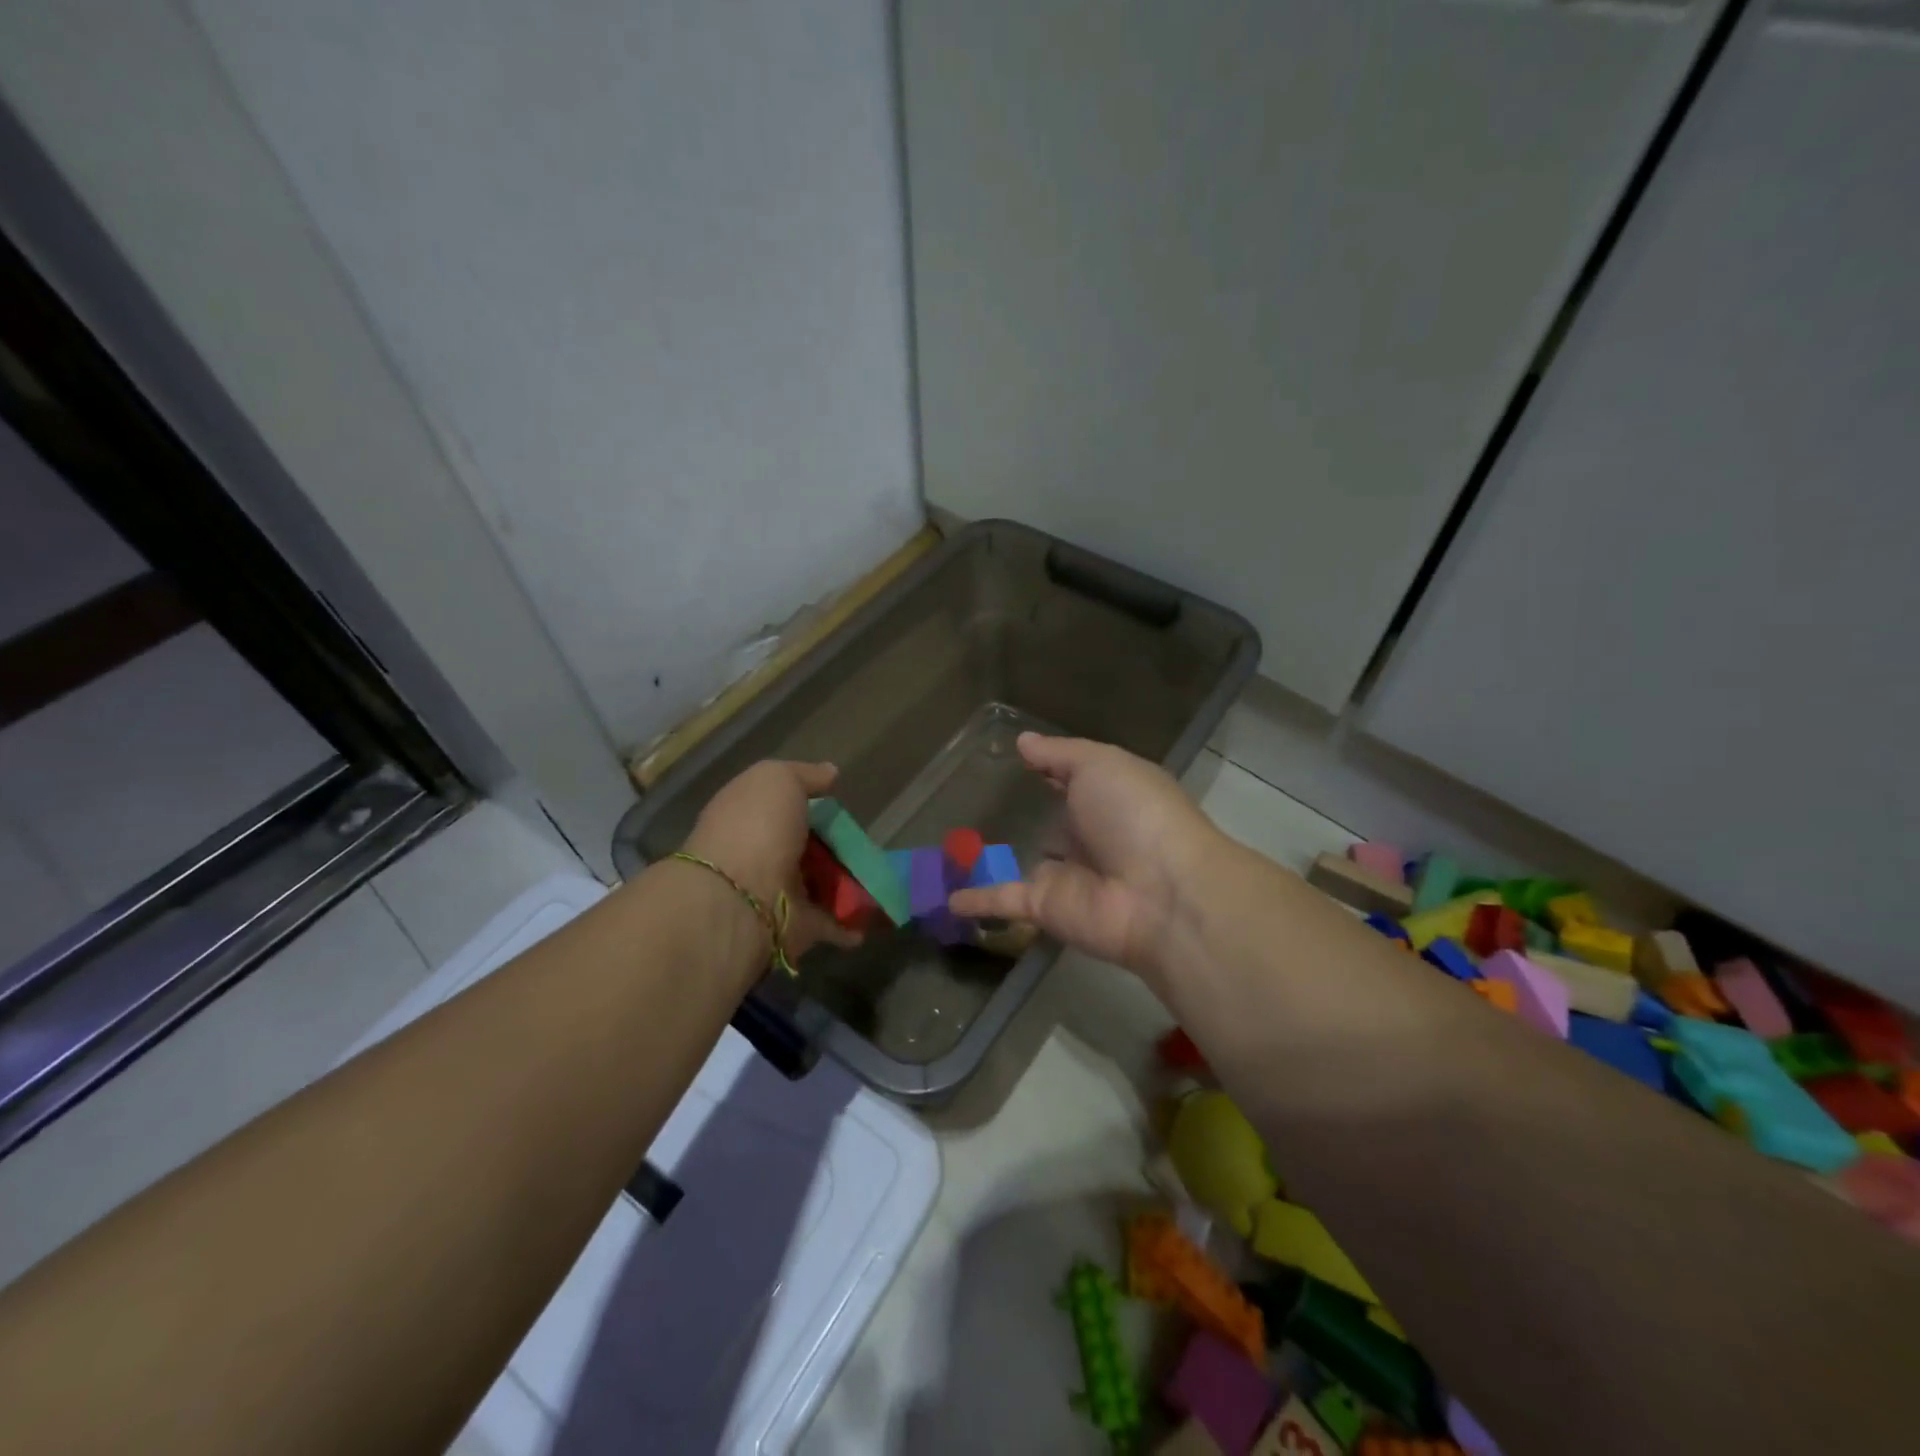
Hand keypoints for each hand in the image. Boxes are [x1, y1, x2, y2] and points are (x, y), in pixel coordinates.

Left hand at [682, 761, 860, 964]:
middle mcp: (762, 854)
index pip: (783, 806)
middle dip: (837, 846)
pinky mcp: (798, 927)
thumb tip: (829, 773)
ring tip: (884, 874)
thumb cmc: (756, 828)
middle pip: (808, 847)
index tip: (839, 802)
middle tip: (868, 841)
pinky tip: (878, 911)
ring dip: (851, 882)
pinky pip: (832, 922)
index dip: (811, 803)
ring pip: (822, 884)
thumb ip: (805, 775)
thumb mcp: (777, 780)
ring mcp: (779, 892)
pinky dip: (854, 921)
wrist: (739, 899)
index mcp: (750, 817)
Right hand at [947, 734, 1226, 978]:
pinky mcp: (1045, 907)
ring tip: (951, 847)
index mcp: (1108, 798)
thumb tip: (1023, 741)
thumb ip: (1058, 754)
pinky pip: (1003, 900)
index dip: (1052, 772)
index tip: (1017, 762)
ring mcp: (1066, 875)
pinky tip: (946, 899)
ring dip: (995, 861)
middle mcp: (1089, 837)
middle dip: (1024, 817)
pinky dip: (976, 900)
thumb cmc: (1135, 813)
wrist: (1161, 892)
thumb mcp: (1099, 764)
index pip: (1075, 782)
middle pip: (1052, 826)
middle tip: (974, 803)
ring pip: (1023, 863)